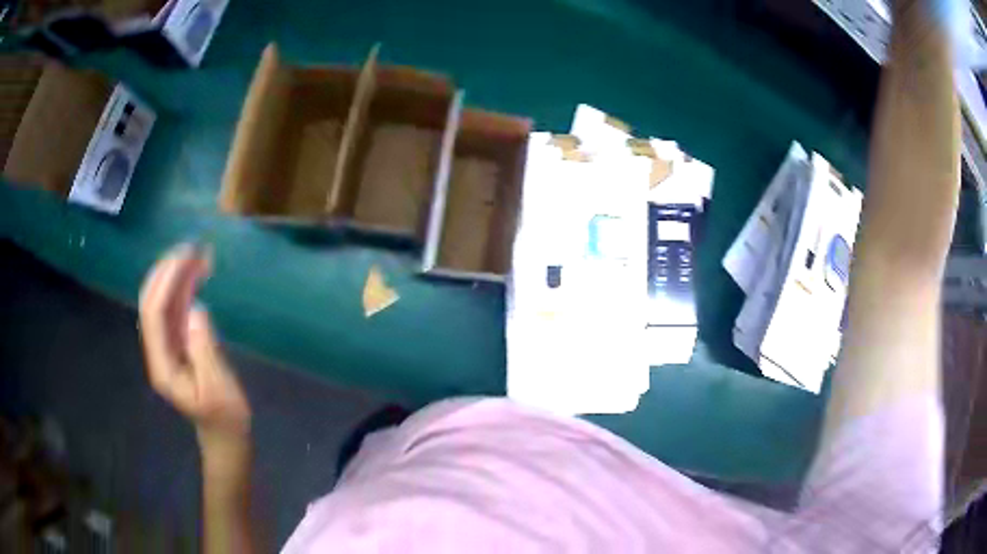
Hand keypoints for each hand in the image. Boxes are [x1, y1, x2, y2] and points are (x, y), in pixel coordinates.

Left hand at [139, 244, 250, 453]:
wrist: (224, 436)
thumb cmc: (225, 417)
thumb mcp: (218, 387)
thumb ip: (204, 349)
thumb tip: (195, 308)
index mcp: (162, 365)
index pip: (154, 314)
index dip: (165, 282)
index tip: (186, 257)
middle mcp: (158, 351)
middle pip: (152, 302)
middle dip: (166, 271)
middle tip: (191, 247)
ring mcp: (167, 346)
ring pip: (162, 302)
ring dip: (176, 276)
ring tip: (199, 254)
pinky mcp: (178, 343)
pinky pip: (175, 309)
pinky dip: (184, 288)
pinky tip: (198, 274)